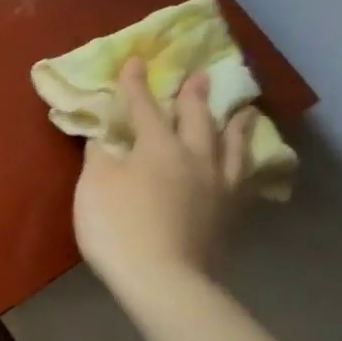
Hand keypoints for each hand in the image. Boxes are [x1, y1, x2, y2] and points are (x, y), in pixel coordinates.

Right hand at [73, 58, 257, 304]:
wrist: (163, 279)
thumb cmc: (118, 227)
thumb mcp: (94, 185)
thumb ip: (100, 156)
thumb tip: (106, 137)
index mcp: (158, 147)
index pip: (145, 108)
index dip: (137, 85)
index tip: (136, 61)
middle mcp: (195, 157)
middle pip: (198, 119)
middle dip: (195, 96)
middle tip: (202, 75)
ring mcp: (218, 186)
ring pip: (232, 146)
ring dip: (236, 125)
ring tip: (245, 110)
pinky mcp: (230, 214)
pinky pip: (244, 180)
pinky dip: (246, 165)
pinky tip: (246, 166)